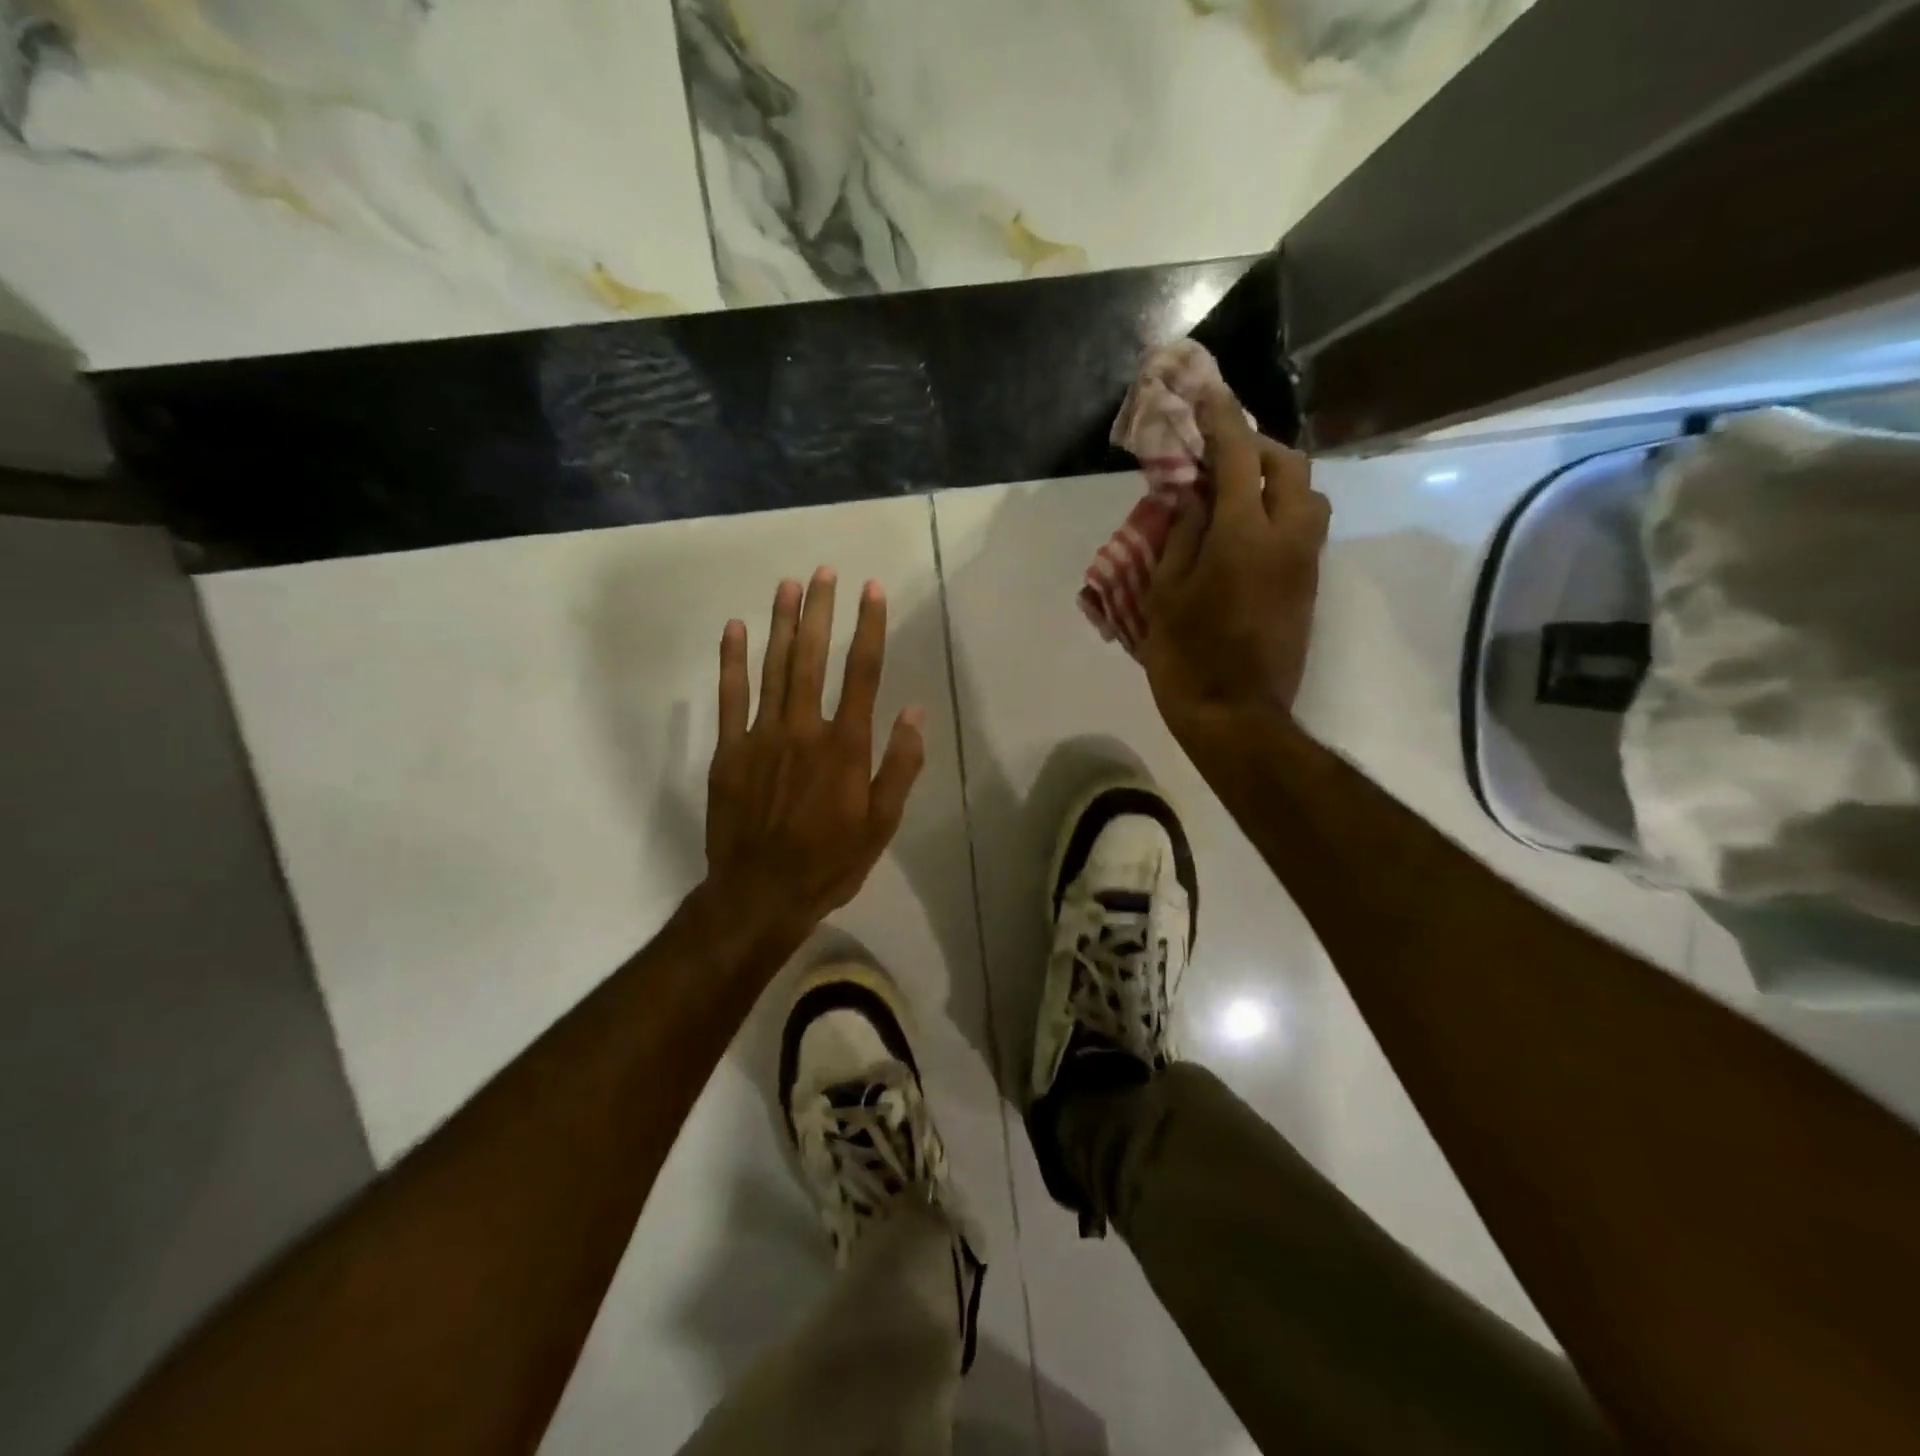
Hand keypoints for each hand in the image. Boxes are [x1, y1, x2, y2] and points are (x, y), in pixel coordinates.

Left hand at [699, 567, 924, 953]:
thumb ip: (899, 767)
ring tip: (788, 584)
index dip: (869, 628)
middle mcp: (805, 730)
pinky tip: (735, 628)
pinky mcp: (729, 751)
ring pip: (773, 668)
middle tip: (825, 571)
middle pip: (813, 658)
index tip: (871, 591)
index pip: (862, 674)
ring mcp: (761, 737)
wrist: (760, 894)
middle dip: (820, 611)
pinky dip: (732, 661)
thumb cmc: (829, 863)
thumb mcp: (881, 825)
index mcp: (846, 747)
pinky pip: (730, 697)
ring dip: (781, 623)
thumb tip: (913, 713)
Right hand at [1142, 388, 1330, 739]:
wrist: (1236, 715)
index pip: (1238, 458)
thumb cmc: (1188, 655)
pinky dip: (1279, 511)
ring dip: (1275, 480)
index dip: (1221, 421)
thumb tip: (1196, 497)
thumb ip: (1182, 535)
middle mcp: (1287, 538)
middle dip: (1258, 447)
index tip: (1207, 394)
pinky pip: (1303, 528)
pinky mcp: (1309, 587)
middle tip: (1221, 454)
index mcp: (1244, 536)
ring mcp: (1305, 563)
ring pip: (1307, 497)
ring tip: (1235, 493)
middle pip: (1290, 467)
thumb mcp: (1166, 593)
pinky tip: (1245, 530)